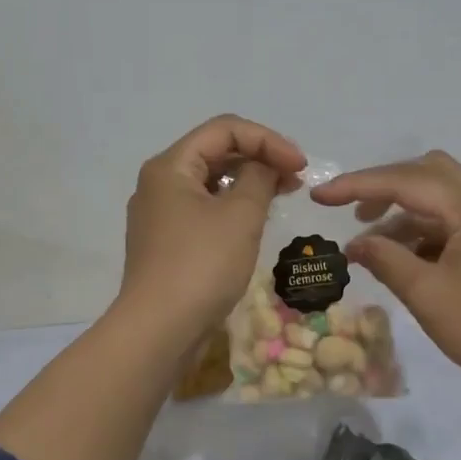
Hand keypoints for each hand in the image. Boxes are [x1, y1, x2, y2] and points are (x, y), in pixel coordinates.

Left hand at [118, 115, 306, 343]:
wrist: (159, 330)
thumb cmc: (201, 265)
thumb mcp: (240, 216)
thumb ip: (260, 179)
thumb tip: (265, 167)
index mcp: (170, 166)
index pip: (224, 129)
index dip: (268, 139)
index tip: (300, 166)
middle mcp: (159, 183)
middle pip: (215, 152)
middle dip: (259, 158)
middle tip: (296, 179)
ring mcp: (160, 214)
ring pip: (211, 182)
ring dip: (249, 183)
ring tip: (283, 196)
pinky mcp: (167, 242)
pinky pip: (204, 209)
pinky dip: (233, 207)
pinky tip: (256, 222)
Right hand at [310, 151, 460, 397]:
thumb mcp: (426, 294)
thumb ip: (385, 260)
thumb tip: (354, 245)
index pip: (407, 181)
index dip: (358, 185)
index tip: (320, 196)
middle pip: (429, 173)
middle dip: (386, 187)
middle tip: (354, 213)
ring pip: (442, 198)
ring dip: (404, 213)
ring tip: (372, 246)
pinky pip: (454, 222)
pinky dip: (424, 231)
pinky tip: (404, 258)